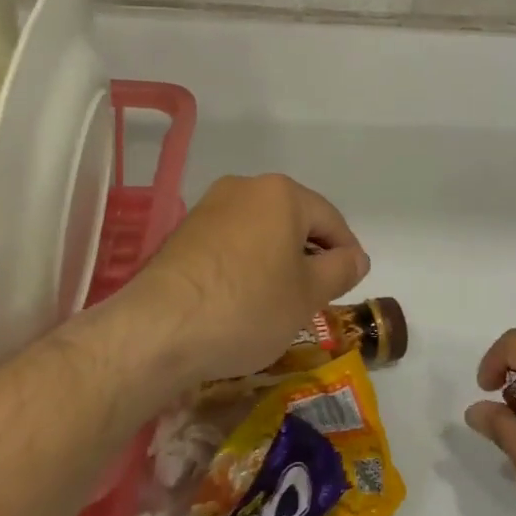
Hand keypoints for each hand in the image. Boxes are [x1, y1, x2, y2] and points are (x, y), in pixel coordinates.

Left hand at [137, 173, 369, 383]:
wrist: (159, 328)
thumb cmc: (248, 306)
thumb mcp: (308, 295)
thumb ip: (340, 270)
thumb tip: (356, 257)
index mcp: (281, 193)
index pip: (330, 218)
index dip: (347, 252)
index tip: (351, 283)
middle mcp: (245, 187)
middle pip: (293, 219)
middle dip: (309, 255)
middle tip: (317, 295)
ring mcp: (209, 207)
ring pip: (260, 230)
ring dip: (277, 259)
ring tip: (279, 300)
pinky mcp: (184, 231)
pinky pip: (231, 242)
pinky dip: (246, 264)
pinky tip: (242, 297)